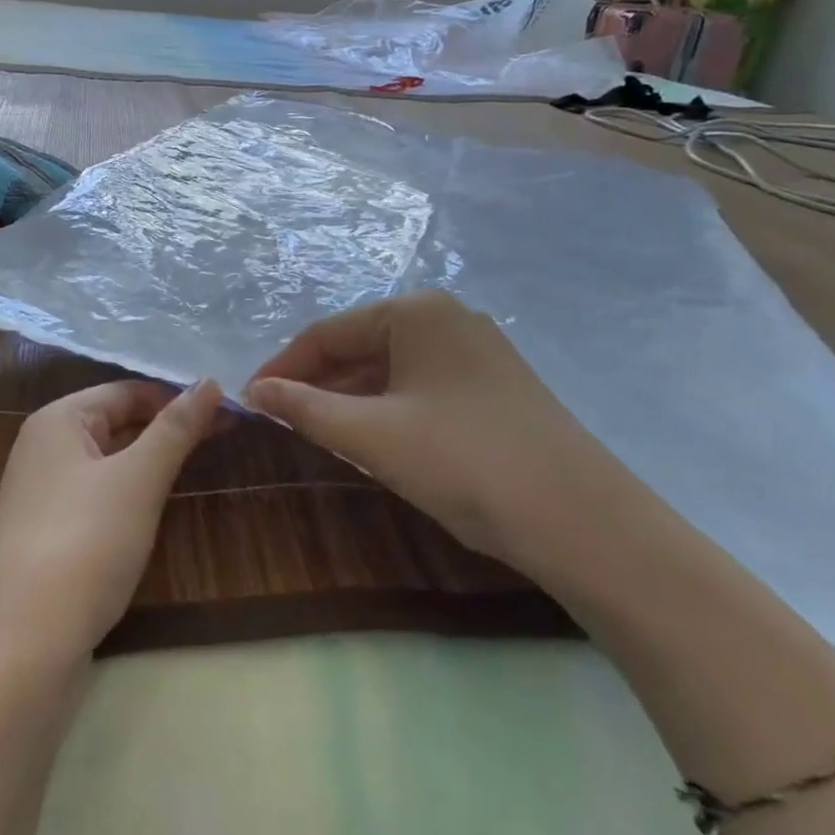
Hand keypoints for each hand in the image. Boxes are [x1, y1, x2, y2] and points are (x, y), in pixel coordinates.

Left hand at [0, 379, 222, 662]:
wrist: (25, 644)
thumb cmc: (85, 542)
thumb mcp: (138, 479)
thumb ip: (175, 429)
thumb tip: (209, 382)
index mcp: (57, 419)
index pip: (126, 391)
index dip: (176, 397)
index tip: (227, 410)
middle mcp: (43, 446)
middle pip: (115, 422)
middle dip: (166, 427)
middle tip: (225, 434)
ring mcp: (42, 492)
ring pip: (108, 460)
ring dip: (151, 460)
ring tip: (200, 463)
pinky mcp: (47, 531)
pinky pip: (97, 493)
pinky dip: (130, 491)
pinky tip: (155, 505)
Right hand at [244, 292, 622, 564]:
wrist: (583, 522)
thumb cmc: (463, 461)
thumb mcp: (371, 435)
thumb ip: (304, 408)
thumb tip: (254, 391)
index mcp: (416, 312)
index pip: (328, 332)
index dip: (284, 366)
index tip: (251, 401)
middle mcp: (447, 318)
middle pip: (360, 345)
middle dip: (318, 383)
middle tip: (281, 422)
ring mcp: (476, 352)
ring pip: (390, 368)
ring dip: (350, 398)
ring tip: (317, 433)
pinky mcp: (493, 388)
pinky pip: (420, 387)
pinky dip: (386, 409)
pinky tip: (372, 439)